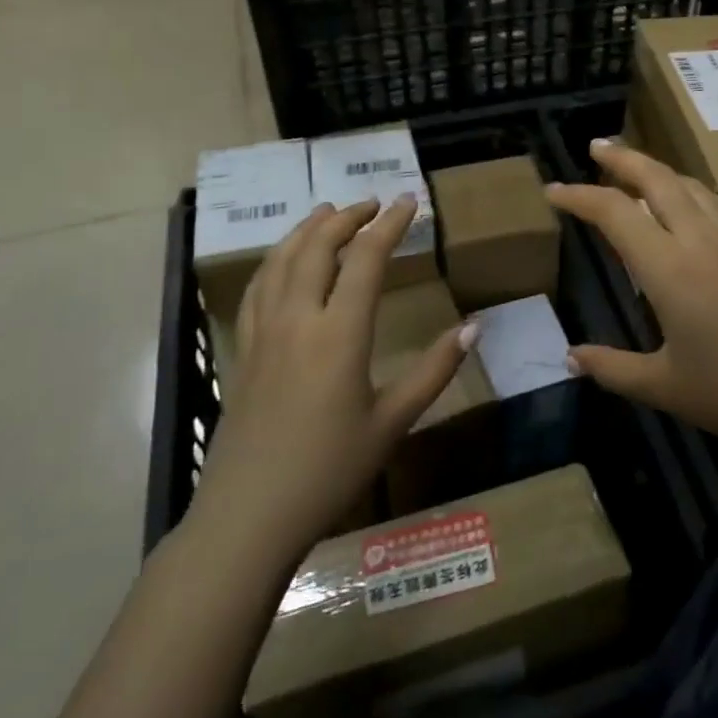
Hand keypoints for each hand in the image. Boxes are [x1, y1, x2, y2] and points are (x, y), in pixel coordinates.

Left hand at [188, 198, 471, 562]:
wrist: (249, 515)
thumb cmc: (330, 470)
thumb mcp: (393, 422)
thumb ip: (434, 370)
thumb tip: (474, 328)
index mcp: (339, 333)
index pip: (367, 258)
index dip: (390, 224)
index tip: (408, 201)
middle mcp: (298, 319)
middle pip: (318, 246)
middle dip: (347, 217)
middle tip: (372, 203)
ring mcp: (264, 332)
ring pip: (282, 260)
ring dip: (307, 229)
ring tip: (328, 213)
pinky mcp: (243, 349)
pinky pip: (257, 287)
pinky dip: (276, 260)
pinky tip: (284, 262)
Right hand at [546, 138, 717, 468]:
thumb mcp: (663, 387)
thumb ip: (612, 368)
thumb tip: (570, 357)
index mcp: (669, 269)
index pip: (615, 214)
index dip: (579, 197)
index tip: (553, 191)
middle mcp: (700, 241)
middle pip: (658, 180)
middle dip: (623, 159)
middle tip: (597, 146)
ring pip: (691, 186)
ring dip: (659, 169)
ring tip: (637, 167)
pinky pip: (717, 204)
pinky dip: (691, 190)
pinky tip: (690, 201)